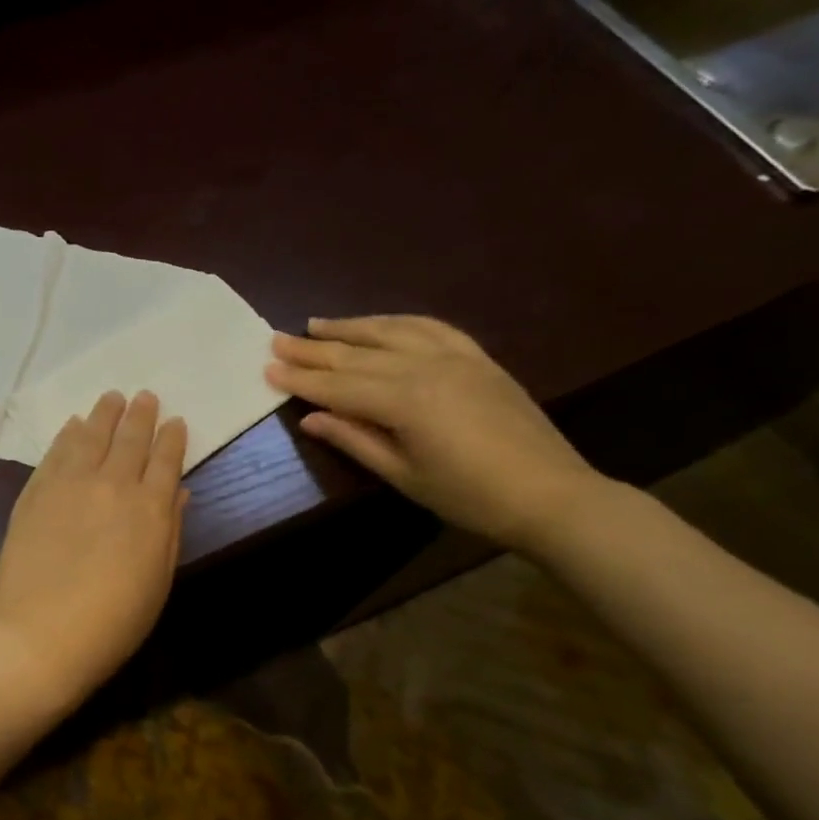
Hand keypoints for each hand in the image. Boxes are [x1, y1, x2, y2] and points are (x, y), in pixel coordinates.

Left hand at [0, 390, 188, 710]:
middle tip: (144, 396)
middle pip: (129, 438)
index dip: (172, 438)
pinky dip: (67, 434)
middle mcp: (112, 484)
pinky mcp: (35, 492)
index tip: (175, 421)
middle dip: (140, 415)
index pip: (166, 460)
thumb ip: (168, 530)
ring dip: (103, 414)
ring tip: (111, 398)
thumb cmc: (113, 620)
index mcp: (150, 508)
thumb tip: (177, 492)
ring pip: (90, 436)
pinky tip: (73, 425)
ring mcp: (69, 484)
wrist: (42, 634)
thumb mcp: (157, 580)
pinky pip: (55, 452)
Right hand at [266, 315, 607, 549]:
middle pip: (357, 355)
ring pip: (391, 332)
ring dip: (350, 327)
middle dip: (313, 349)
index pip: (338, 386)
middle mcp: (426, 367)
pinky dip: (399, 322)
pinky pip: (432, 328)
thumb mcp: (403, 475)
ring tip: (317, 323)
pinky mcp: (478, 358)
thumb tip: (310, 419)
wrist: (550, 494)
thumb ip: (355, 440)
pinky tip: (380, 323)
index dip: (301, 379)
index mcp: (404, 401)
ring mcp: (456, 357)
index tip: (267, 368)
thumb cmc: (468, 496)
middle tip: (276, 340)